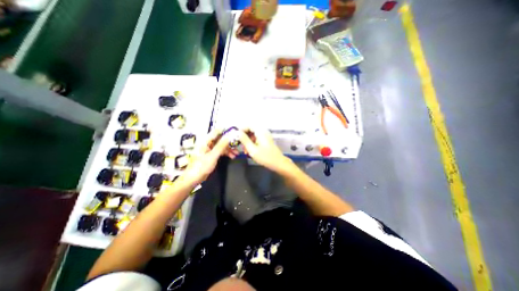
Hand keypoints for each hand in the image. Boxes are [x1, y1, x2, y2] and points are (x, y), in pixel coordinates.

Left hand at [177, 129, 236, 185]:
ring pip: (222, 146)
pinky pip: (221, 151)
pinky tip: (232, 156)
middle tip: (238, 145)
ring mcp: (210, 149)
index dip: (226, 131)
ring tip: (236, 153)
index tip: (235, 132)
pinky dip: (226, 153)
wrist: (193, 179)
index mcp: (205, 141)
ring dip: (229, 149)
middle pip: (221, 139)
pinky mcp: (211, 154)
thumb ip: (221, 145)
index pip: (217, 131)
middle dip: (229, 142)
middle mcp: (207, 143)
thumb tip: (229, 136)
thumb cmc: (201, 167)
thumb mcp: (213, 155)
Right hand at [238, 128, 291, 172]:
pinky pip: (257, 139)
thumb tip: (238, 133)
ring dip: (248, 142)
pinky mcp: (266, 141)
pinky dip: (252, 144)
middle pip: (251, 130)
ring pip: (253, 135)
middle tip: (241, 145)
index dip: (241, 130)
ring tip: (246, 150)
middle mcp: (263, 132)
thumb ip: (244, 140)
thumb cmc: (265, 157)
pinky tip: (250, 151)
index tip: (237, 137)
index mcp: (261, 132)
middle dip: (245, 137)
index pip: (249, 125)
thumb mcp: (252, 149)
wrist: (278, 163)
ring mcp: (265, 136)